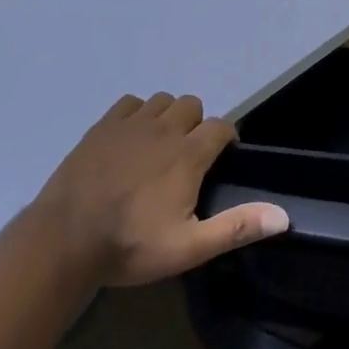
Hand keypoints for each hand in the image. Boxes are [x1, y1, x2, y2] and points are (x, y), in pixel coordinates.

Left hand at [33, 92, 289, 287]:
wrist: (65, 238)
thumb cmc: (130, 245)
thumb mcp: (188, 247)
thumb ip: (236, 227)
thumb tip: (283, 215)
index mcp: (188, 155)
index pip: (221, 126)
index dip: (226, 139)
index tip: (222, 159)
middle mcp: (163, 129)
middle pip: (192, 105)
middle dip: (197, 124)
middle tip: (187, 157)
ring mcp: (130, 124)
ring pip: (162, 100)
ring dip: (168, 116)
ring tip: (160, 146)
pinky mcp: (102, 126)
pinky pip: (129, 103)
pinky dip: (137, 113)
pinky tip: (130, 138)